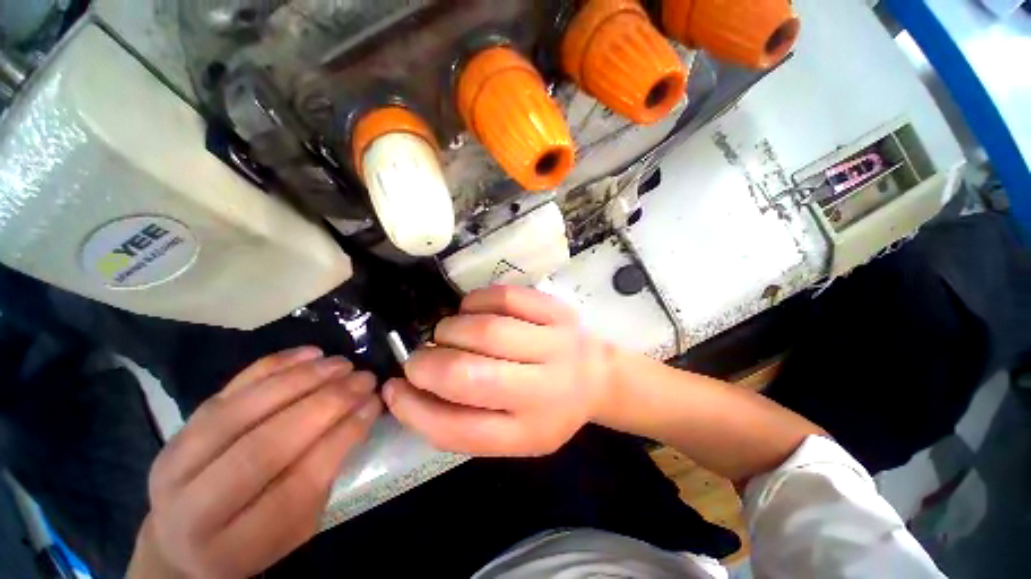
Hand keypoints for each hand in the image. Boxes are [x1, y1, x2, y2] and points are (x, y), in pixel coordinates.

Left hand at [128, 348, 381, 578]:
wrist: (181, 537)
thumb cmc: (253, 538)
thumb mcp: (296, 526)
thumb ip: (324, 474)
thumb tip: (360, 413)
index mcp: (236, 545)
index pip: (296, 485)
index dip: (341, 438)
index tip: (373, 404)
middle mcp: (196, 506)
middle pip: (264, 446)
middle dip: (325, 404)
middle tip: (363, 379)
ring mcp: (178, 462)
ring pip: (242, 411)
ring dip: (301, 380)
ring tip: (342, 364)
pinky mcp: (179, 429)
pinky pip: (227, 389)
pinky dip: (272, 366)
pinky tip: (310, 354)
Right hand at [383, 286, 614, 456]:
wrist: (597, 377)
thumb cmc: (549, 408)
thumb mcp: (512, 434)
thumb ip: (463, 420)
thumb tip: (410, 389)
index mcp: (528, 433)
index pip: (457, 429)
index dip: (413, 409)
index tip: (393, 389)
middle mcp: (544, 390)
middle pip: (469, 375)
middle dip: (429, 364)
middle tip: (421, 357)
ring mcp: (554, 344)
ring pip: (486, 330)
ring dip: (450, 329)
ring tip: (447, 333)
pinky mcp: (557, 312)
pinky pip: (505, 297)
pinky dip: (475, 301)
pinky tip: (472, 310)